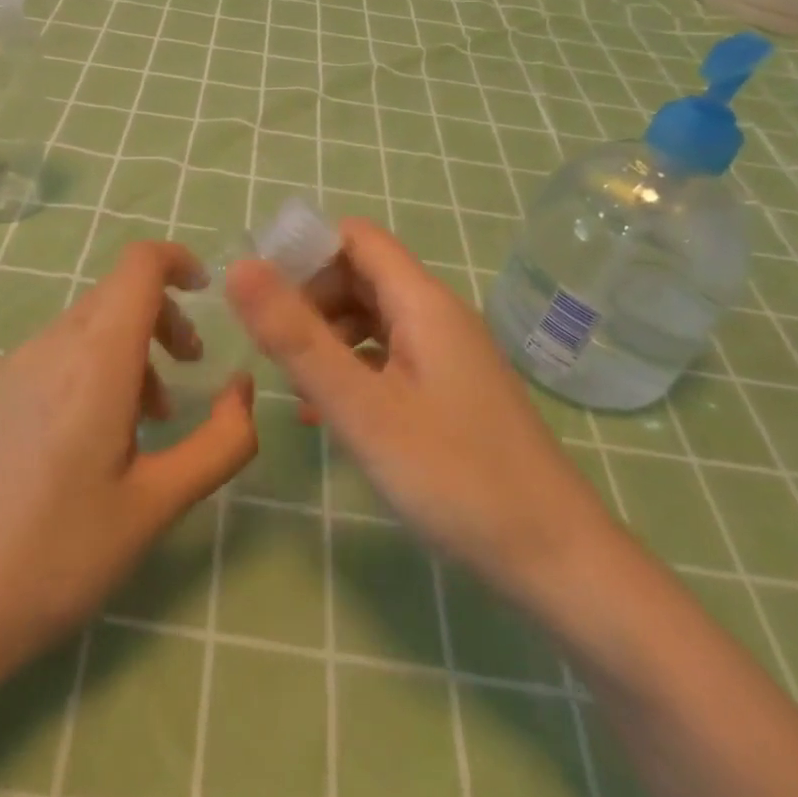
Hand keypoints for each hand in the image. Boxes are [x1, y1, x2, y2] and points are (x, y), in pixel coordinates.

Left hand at [0, 241, 257, 689]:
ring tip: (146, 420)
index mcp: (95, 359)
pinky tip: (91, 439)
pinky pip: (56, 353)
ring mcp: (12, 366)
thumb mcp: (159, 504)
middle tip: (190, 372)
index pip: (139, 264)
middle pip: (117, 293)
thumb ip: (221, 440)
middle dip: (163, 318)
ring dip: (130, 349)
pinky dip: (93, 367)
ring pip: (87, 325)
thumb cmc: (59, 556)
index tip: (206, 293)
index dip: (178, 260)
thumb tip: (243, 387)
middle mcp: (50, 345)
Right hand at [226, 219, 614, 604]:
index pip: (355, 238)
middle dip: (310, 298)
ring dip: (327, 335)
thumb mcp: (361, 408)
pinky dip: (353, 367)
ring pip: (374, 316)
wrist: (556, 558)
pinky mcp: (451, 390)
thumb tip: (241, 268)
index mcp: (423, 302)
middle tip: (272, 346)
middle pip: (362, 274)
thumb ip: (297, 338)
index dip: (305, 251)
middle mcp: (438, 315)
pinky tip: (328, 413)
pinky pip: (390, 355)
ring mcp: (448, 353)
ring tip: (295, 385)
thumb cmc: (454, 477)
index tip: (261, 293)